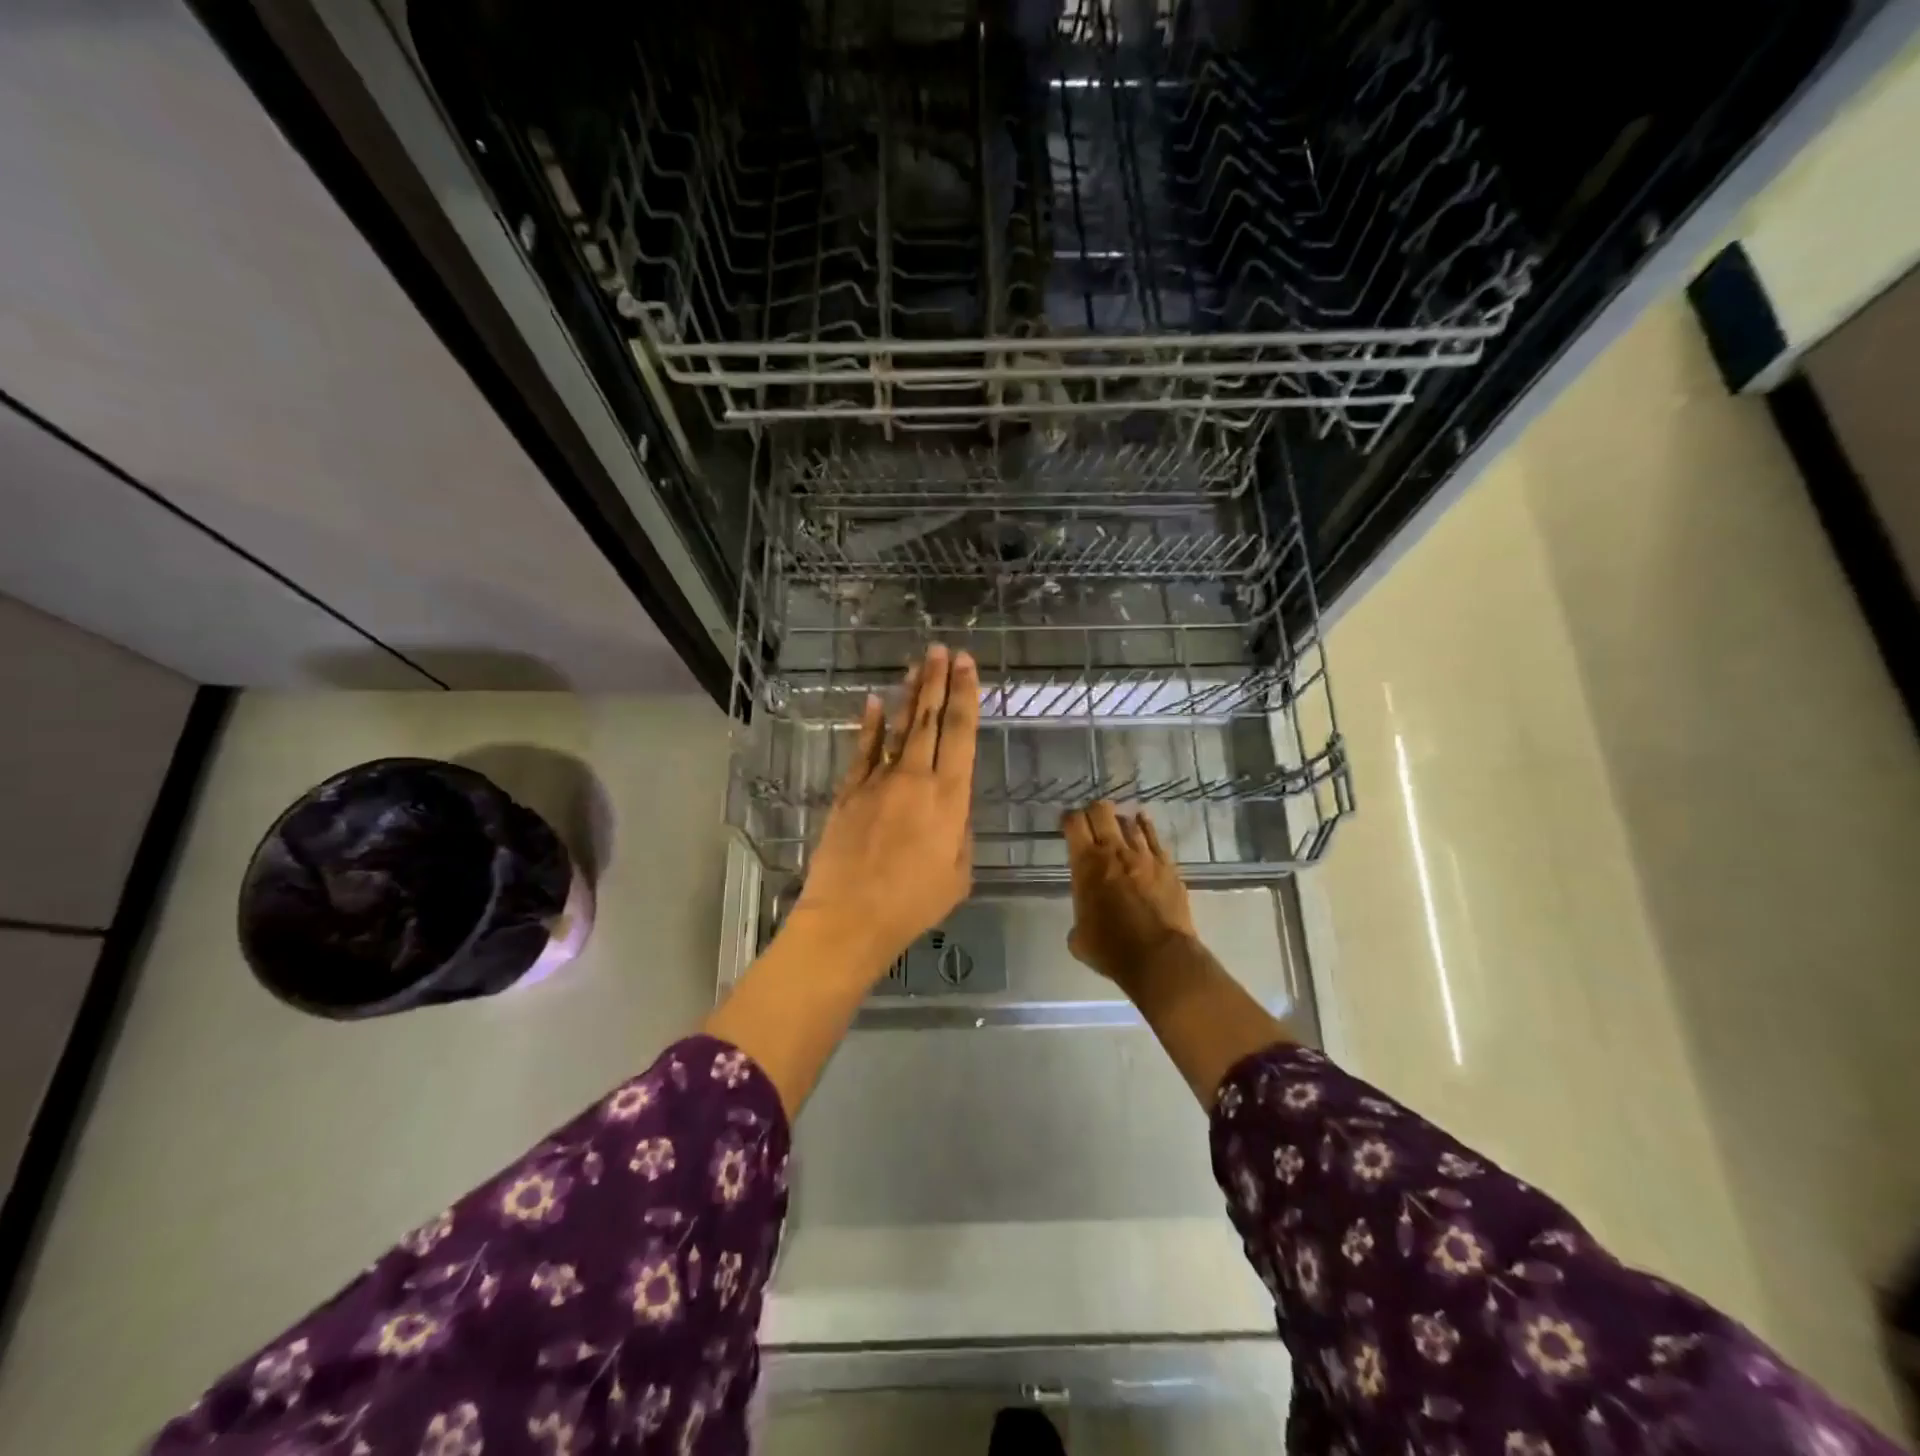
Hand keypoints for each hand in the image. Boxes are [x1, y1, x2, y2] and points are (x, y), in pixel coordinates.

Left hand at [790, 645, 978, 978]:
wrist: (850, 917)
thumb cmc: (913, 904)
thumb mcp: (958, 874)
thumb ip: (960, 833)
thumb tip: (954, 808)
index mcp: (950, 798)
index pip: (962, 734)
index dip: (966, 695)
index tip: (968, 665)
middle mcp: (916, 778)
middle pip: (930, 720)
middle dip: (939, 681)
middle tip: (943, 649)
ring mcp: (878, 781)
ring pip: (897, 727)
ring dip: (909, 694)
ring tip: (918, 664)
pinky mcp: (849, 791)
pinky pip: (862, 750)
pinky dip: (869, 724)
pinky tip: (873, 701)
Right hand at [1061, 802, 1196, 989]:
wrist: (1161, 957)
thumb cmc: (1113, 949)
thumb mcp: (1080, 940)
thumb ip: (1079, 922)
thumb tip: (1085, 925)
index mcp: (1086, 864)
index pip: (1073, 823)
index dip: (1068, 818)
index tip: (1066, 823)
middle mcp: (1113, 851)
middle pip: (1101, 811)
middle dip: (1093, 811)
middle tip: (1090, 820)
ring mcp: (1144, 855)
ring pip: (1129, 821)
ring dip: (1119, 821)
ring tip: (1117, 825)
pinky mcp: (1167, 865)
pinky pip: (1154, 836)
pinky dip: (1145, 826)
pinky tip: (1142, 822)